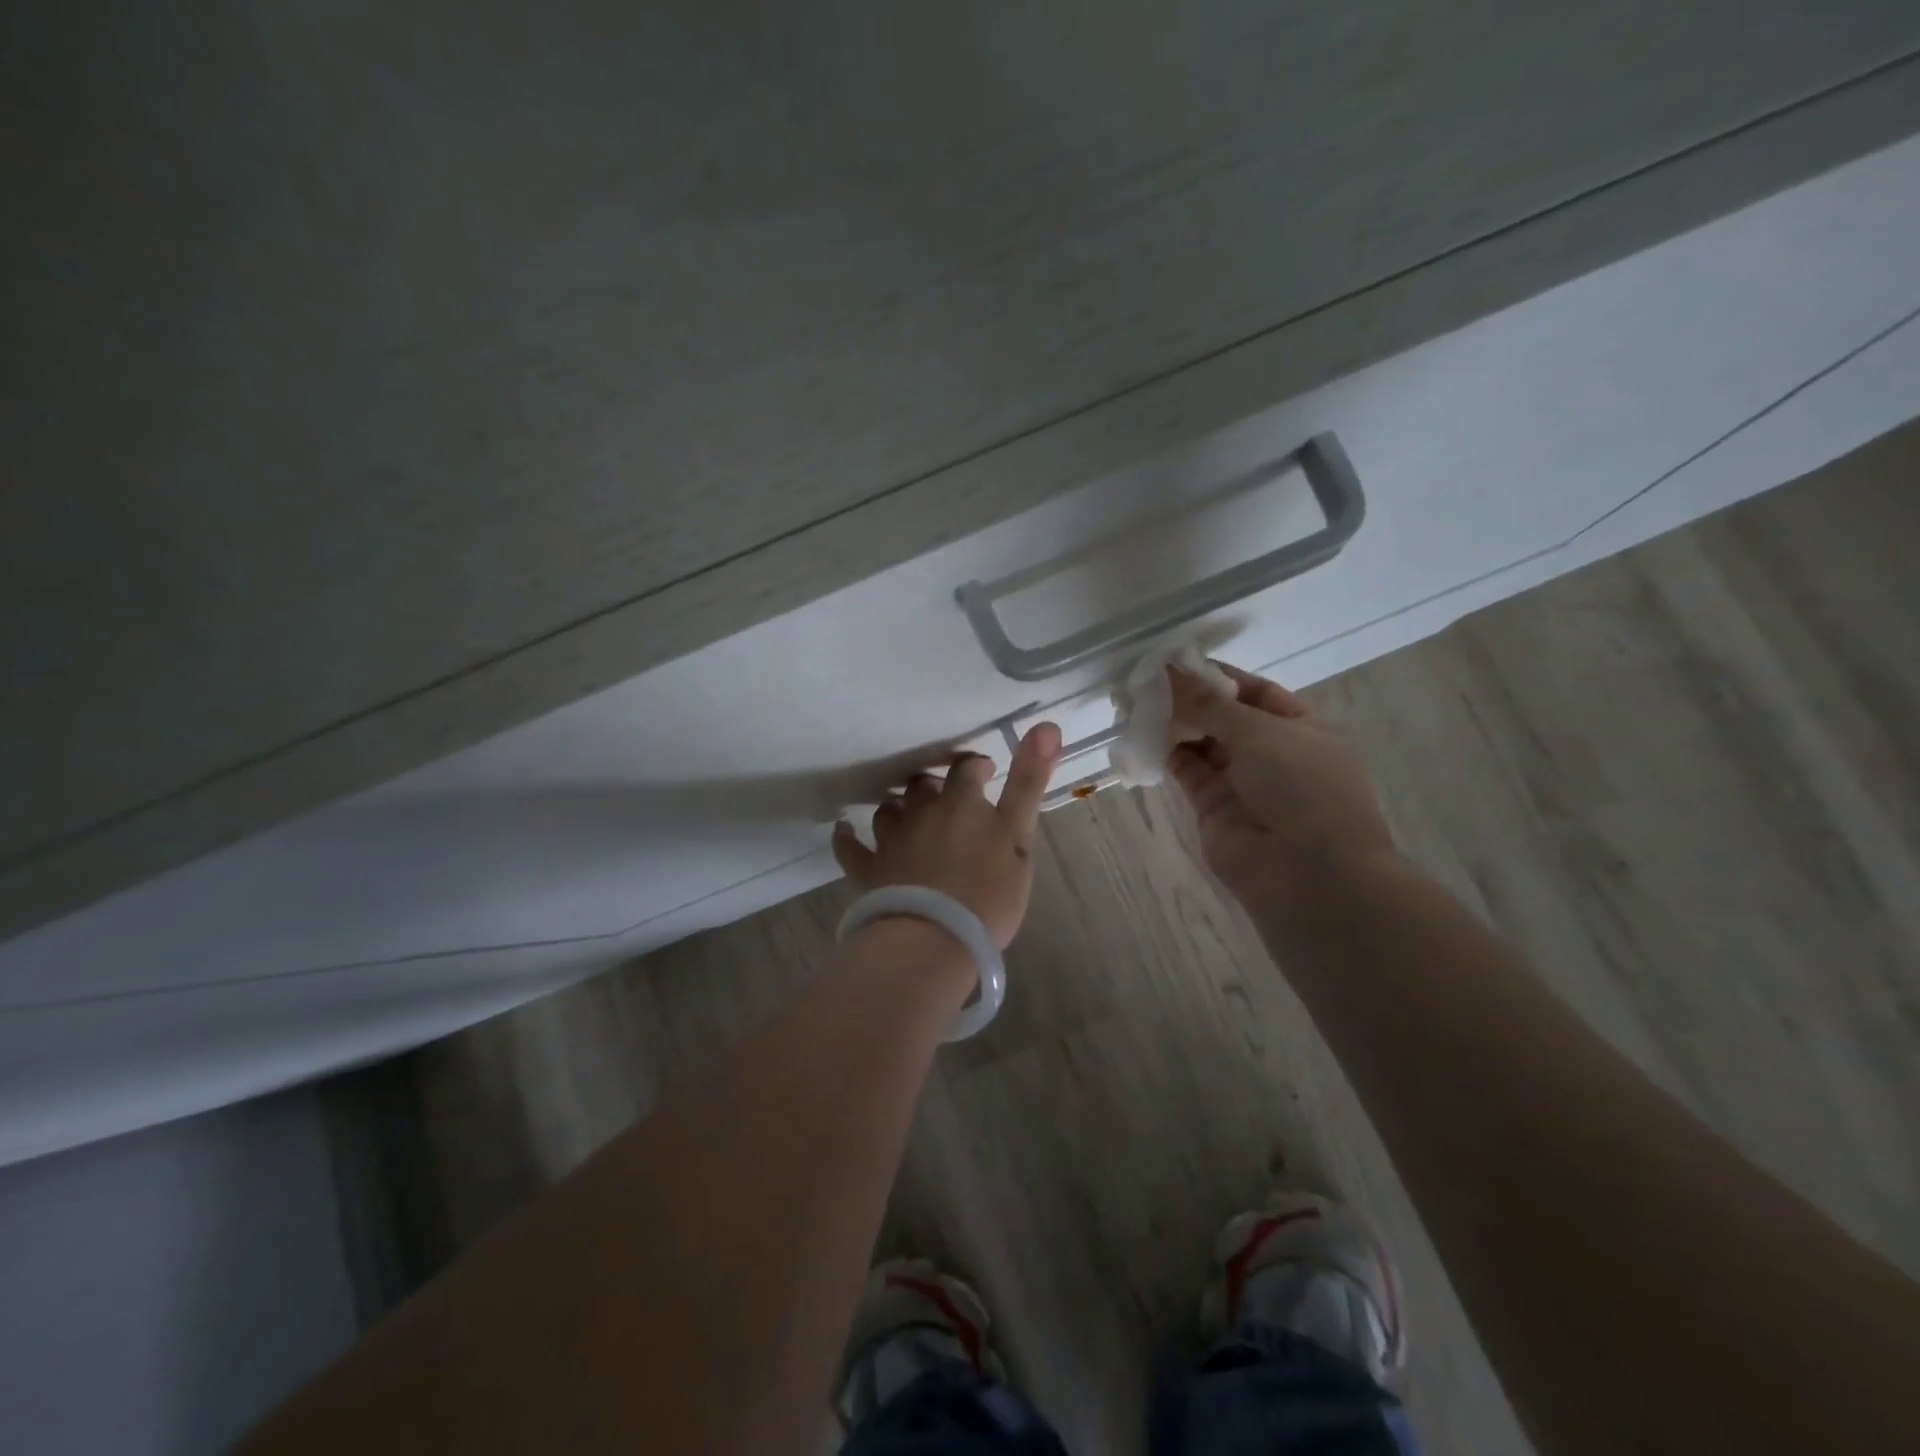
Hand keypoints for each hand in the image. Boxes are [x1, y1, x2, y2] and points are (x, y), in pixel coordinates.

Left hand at [831, 723, 1061, 947]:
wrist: (933, 939)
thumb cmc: (988, 893)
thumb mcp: (1020, 837)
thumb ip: (1030, 783)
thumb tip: (1047, 726)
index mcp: (961, 803)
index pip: (966, 769)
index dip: (976, 768)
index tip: (985, 774)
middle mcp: (920, 812)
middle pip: (922, 786)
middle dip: (935, 787)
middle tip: (949, 802)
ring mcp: (890, 840)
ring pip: (888, 810)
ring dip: (899, 808)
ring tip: (908, 818)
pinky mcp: (867, 869)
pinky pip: (850, 846)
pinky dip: (846, 837)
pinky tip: (842, 830)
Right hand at [1165, 663, 1398, 910]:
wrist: (1308, 875)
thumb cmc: (1302, 787)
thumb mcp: (1260, 732)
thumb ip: (1209, 702)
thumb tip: (1170, 670)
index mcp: (1302, 728)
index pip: (1254, 692)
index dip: (1217, 676)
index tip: (1176, 663)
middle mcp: (1273, 754)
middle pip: (1224, 718)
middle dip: (1189, 700)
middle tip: (1145, 683)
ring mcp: (1243, 784)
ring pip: (1202, 745)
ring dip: (1173, 725)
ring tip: (1136, 704)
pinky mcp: (1214, 809)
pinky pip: (1188, 772)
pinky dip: (1166, 754)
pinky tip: (1142, 736)